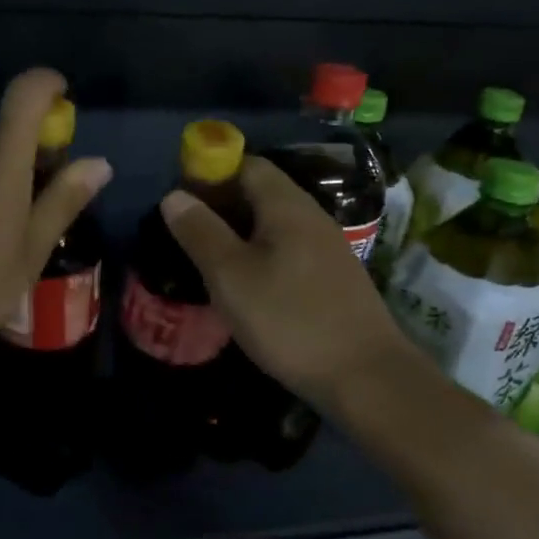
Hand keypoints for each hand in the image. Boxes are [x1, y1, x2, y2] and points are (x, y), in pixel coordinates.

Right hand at [160, 157, 416, 410]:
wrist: (364, 374)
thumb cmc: (288, 319)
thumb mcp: (230, 276)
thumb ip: (200, 232)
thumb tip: (174, 196)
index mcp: (286, 206)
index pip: (245, 164)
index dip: (209, 173)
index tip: (180, 199)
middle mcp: (311, 216)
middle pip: (260, 192)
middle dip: (220, 204)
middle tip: (186, 233)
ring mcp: (327, 247)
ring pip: (273, 224)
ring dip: (239, 233)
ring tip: (208, 260)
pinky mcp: (332, 277)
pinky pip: (287, 249)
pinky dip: (260, 255)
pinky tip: (245, 285)